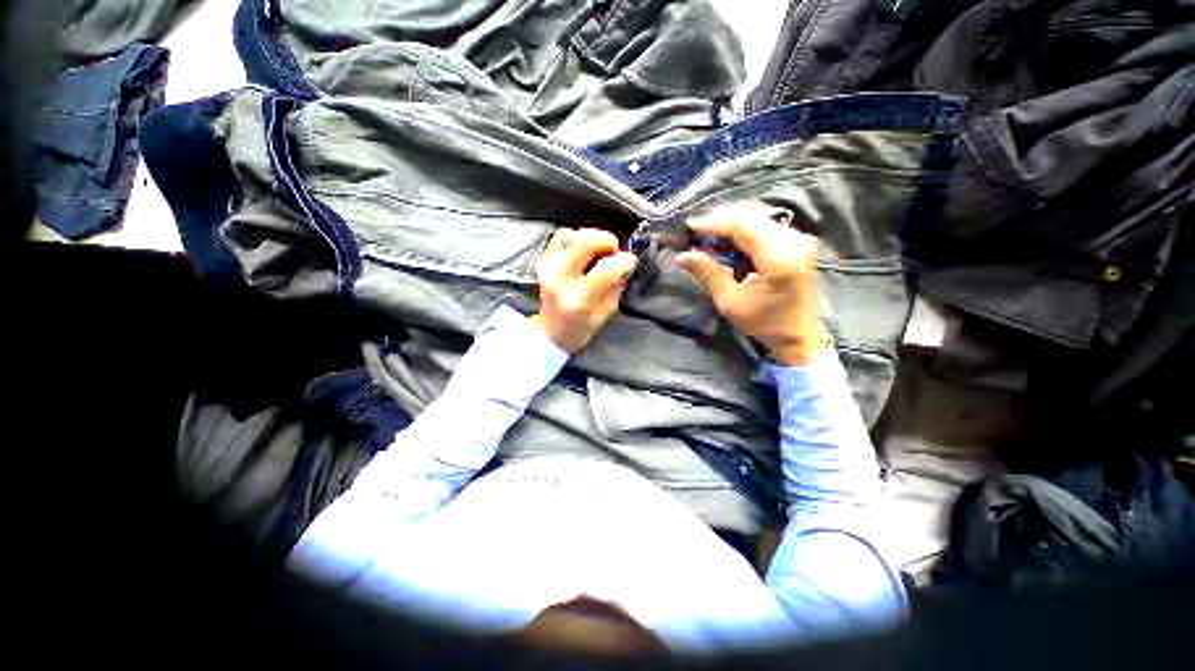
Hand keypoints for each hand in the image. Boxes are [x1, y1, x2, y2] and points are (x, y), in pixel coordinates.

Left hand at [530, 228, 638, 353]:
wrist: (551, 331)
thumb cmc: (582, 327)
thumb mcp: (606, 312)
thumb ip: (617, 286)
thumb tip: (626, 262)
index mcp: (580, 298)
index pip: (606, 269)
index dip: (624, 260)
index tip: (630, 261)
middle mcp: (561, 278)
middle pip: (585, 241)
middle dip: (607, 240)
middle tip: (614, 251)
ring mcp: (548, 267)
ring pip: (571, 234)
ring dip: (590, 237)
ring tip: (598, 251)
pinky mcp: (543, 260)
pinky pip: (560, 236)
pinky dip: (575, 237)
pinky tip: (583, 251)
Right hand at [677, 203, 826, 365]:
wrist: (798, 336)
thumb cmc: (764, 324)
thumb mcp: (730, 302)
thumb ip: (708, 274)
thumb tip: (682, 255)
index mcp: (780, 258)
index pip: (743, 226)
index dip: (714, 223)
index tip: (690, 225)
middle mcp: (795, 242)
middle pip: (751, 218)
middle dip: (720, 221)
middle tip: (695, 231)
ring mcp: (800, 240)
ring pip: (758, 220)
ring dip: (731, 226)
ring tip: (708, 236)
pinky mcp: (798, 243)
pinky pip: (766, 227)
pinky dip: (744, 232)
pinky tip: (728, 241)